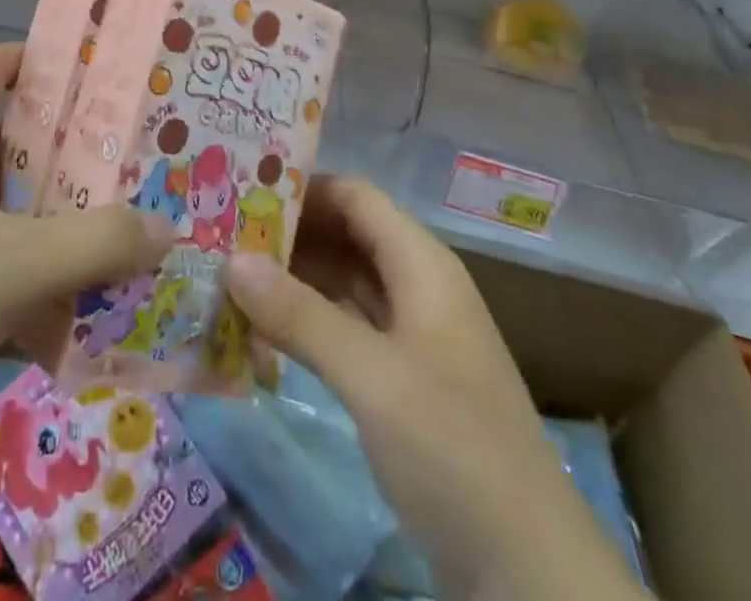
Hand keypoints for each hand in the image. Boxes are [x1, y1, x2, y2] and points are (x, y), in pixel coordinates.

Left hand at [0, 45, 172, 461]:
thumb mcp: (13, 266)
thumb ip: (96, 244)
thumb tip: (167, 227)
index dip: (42, 58)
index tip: (99, 73)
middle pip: (9, 136)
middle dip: (67, 148)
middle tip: (129, 159)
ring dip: (49, 215)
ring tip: (111, 227)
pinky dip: (21, 270)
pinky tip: (62, 307)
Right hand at [226, 176, 643, 600]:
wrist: (527, 569)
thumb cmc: (453, 447)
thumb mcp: (372, 376)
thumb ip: (300, 316)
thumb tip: (233, 260)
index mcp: (421, 264)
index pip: (355, 197)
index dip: (301, 188)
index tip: (242, 192)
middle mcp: (417, 285)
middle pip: (347, 235)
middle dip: (289, 233)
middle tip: (222, 235)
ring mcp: (411, 335)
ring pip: (344, 283)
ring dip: (293, 278)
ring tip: (228, 274)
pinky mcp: (401, 379)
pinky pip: (346, 328)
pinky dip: (307, 322)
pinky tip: (262, 329)